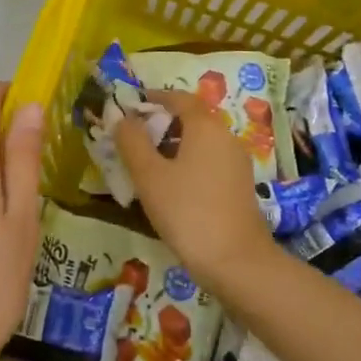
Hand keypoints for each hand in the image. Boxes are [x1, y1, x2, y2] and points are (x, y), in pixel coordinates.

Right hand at [115, 90, 270, 286]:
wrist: (237, 262)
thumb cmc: (188, 211)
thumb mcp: (149, 176)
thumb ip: (132, 142)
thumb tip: (121, 117)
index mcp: (206, 126)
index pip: (179, 98)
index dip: (154, 98)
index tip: (130, 107)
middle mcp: (226, 137)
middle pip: (191, 119)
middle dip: (160, 124)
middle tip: (132, 139)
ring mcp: (236, 163)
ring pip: (200, 143)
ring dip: (173, 146)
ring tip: (146, 166)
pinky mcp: (240, 186)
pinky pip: (209, 162)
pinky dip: (188, 164)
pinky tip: (171, 188)